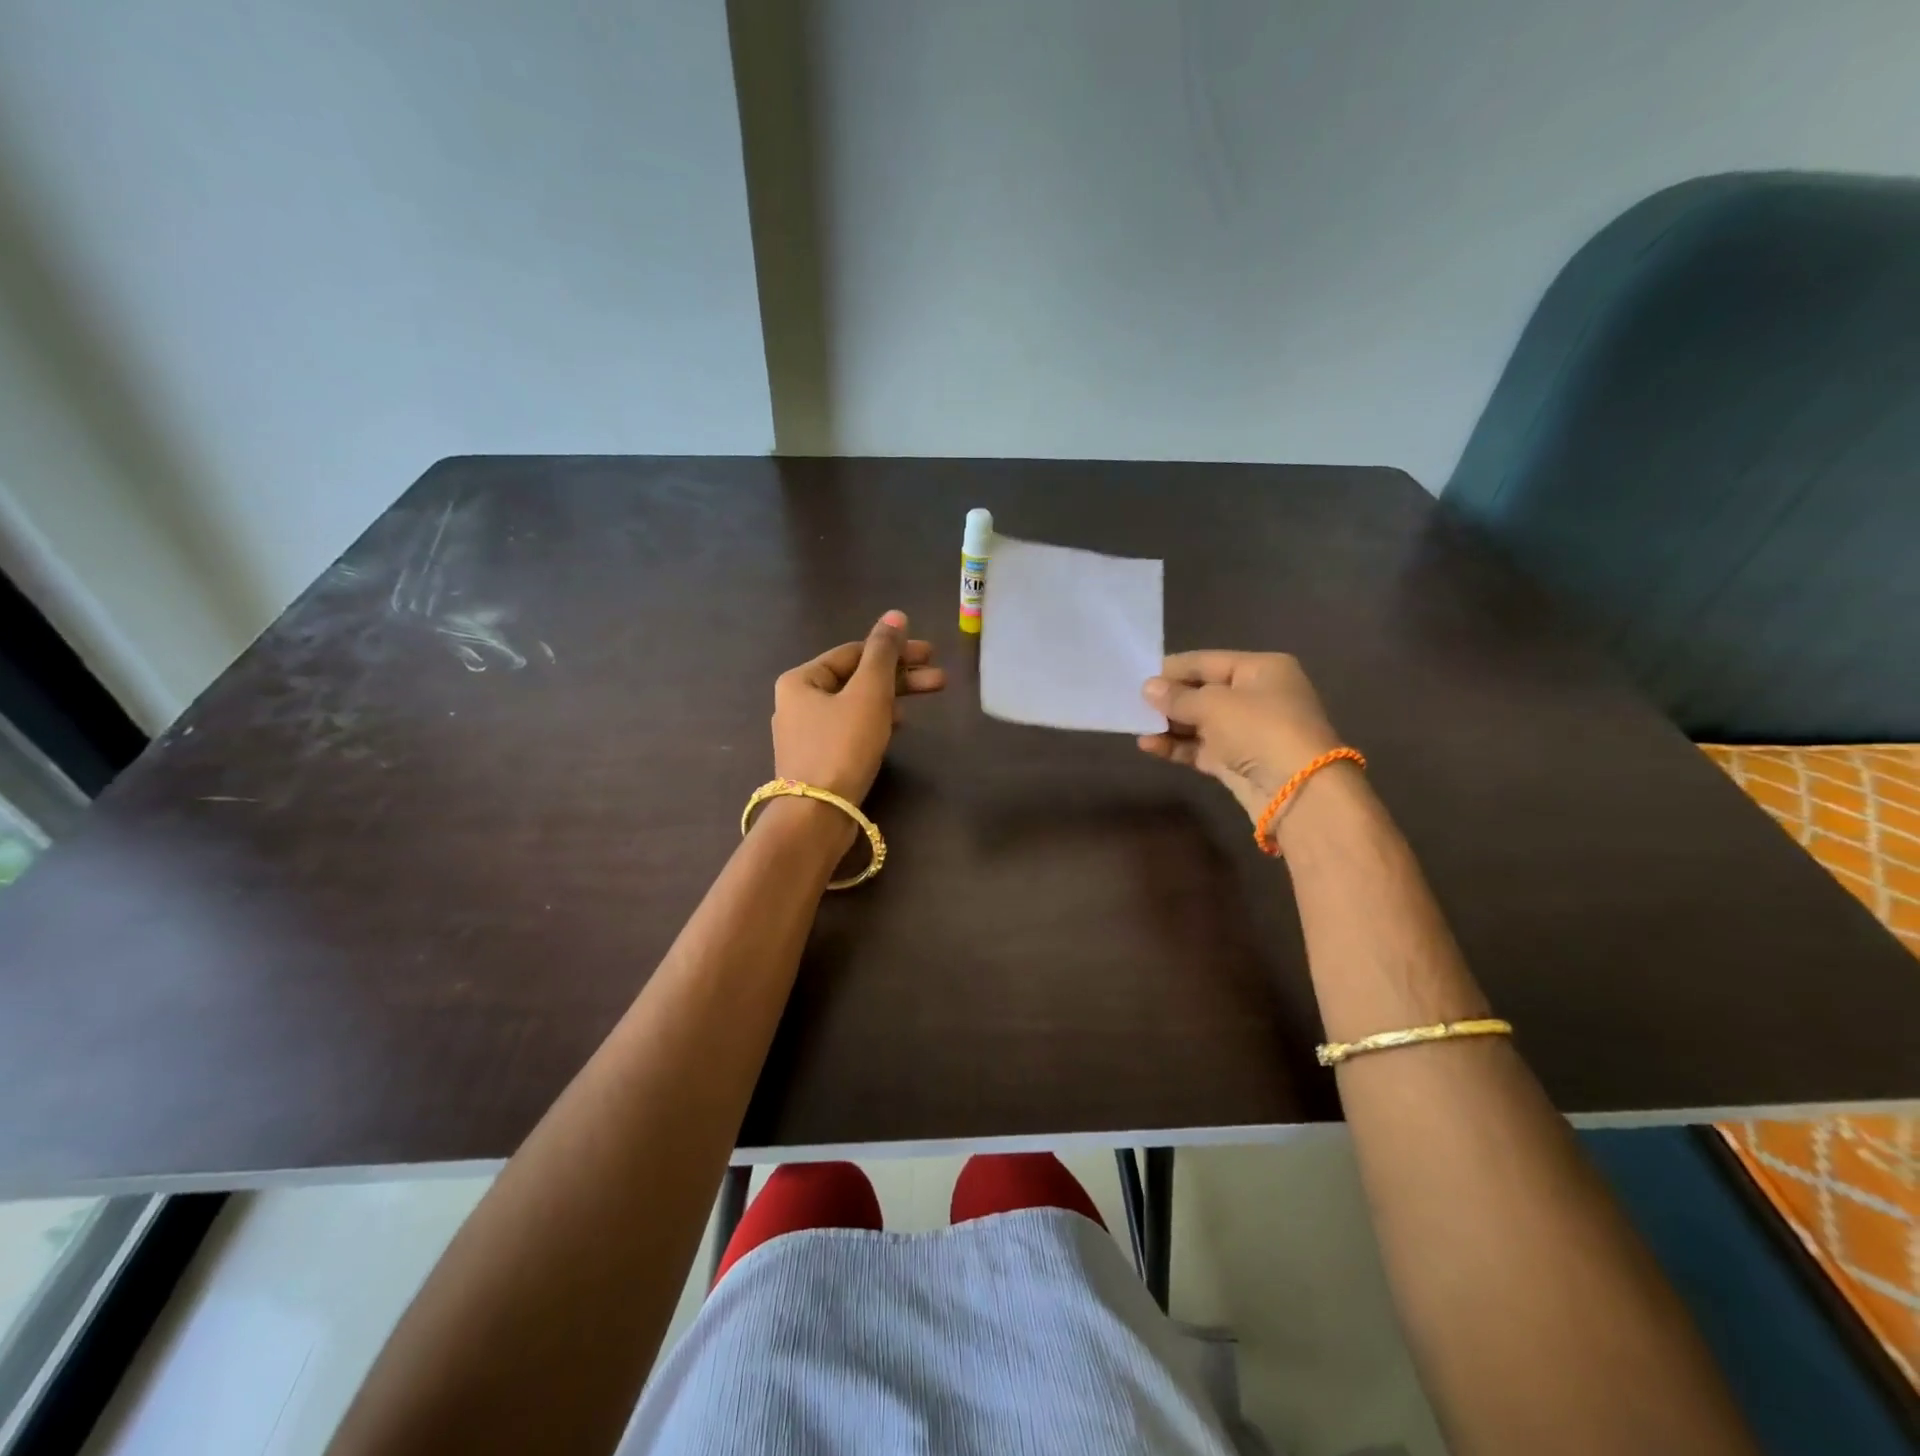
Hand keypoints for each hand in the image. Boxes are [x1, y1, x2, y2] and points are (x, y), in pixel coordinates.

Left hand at [772, 610, 944, 803]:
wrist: (816, 816)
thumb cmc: (842, 746)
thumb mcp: (869, 693)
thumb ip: (884, 653)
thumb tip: (895, 615)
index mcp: (801, 679)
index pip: (854, 652)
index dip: (895, 649)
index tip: (931, 654)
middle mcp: (798, 701)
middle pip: (857, 678)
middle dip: (900, 676)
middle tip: (940, 678)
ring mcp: (807, 733)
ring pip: (857, 703)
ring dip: (893, 697)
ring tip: (927, 698)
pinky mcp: (819, 759)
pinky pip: (852, 727)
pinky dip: (877, 720)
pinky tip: (899, 725)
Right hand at [1138, 651, 1344, 823]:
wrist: (1298, 791)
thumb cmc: (1259, 729)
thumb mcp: (1214, 705)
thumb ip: (1177, 697)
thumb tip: (1147, 688)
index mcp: (1261, 669)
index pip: (1208, 661)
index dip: (1173, 669)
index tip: (1138, 676)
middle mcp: (1257, 696)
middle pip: (1203, 691)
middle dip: (1169, 698)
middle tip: (1132, 702)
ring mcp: (1248, 730)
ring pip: (1200, 722)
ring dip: (1169, 724)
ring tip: (1136, 725)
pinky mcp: (1237, 761)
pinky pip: (1201, 747)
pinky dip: (1177, 746)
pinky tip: (1149, 746)